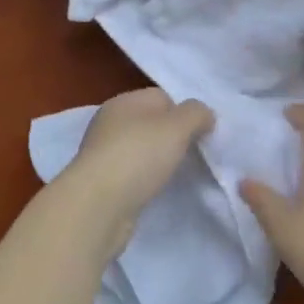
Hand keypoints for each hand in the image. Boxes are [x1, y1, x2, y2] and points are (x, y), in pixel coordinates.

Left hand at [60, 89, 213, 255]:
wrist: (98, 206)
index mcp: (124, 101)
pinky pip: (134, 174)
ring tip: (180, 175)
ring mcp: (104, 153)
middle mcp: (110, 122)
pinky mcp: (103, 183)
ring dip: (160, 160)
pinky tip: (157, 191)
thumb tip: (205, 114)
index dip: (185, 112)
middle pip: (152, 123)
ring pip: (142, 150)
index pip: (162, 97)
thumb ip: (196, 114)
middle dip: (174, 137)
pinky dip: (147, 180)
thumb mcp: (177, 127)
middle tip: (197, 155)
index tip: (204, 134)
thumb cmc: (138, 156)